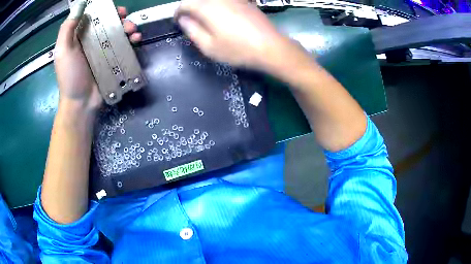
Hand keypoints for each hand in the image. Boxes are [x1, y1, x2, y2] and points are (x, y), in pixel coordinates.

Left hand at [54, 2, 140, 110]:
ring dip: (128, 27)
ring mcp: (104, 50)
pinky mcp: (113, 59)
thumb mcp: (63, 51)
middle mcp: (92, 40)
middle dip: (119, 17)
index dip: (105, 9)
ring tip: (132, 31)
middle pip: (109, 22)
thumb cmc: (70, 77)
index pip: (95, 16)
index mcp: (80, 36)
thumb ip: (67, 28)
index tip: (114, 8)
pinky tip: (136, 39)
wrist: (81, 103)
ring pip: (119, 32)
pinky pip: (124, 45)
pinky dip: (132, 40)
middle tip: (125, 18)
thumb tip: (80, 4)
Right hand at [175, 0, 290, 70]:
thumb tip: (183, 19)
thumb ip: (192, 30)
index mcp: (207, 7)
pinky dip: (216, 5)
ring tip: (204, 20)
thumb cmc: (237, 49)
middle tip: (190, 21)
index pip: (185, 3)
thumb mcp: (209, 46)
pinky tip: (221, 16)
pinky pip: (224, 0)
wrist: (270, 47)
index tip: (178, 22)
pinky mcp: (244, 1)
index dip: (178, 12)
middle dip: (190, 8)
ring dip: (203, 6)